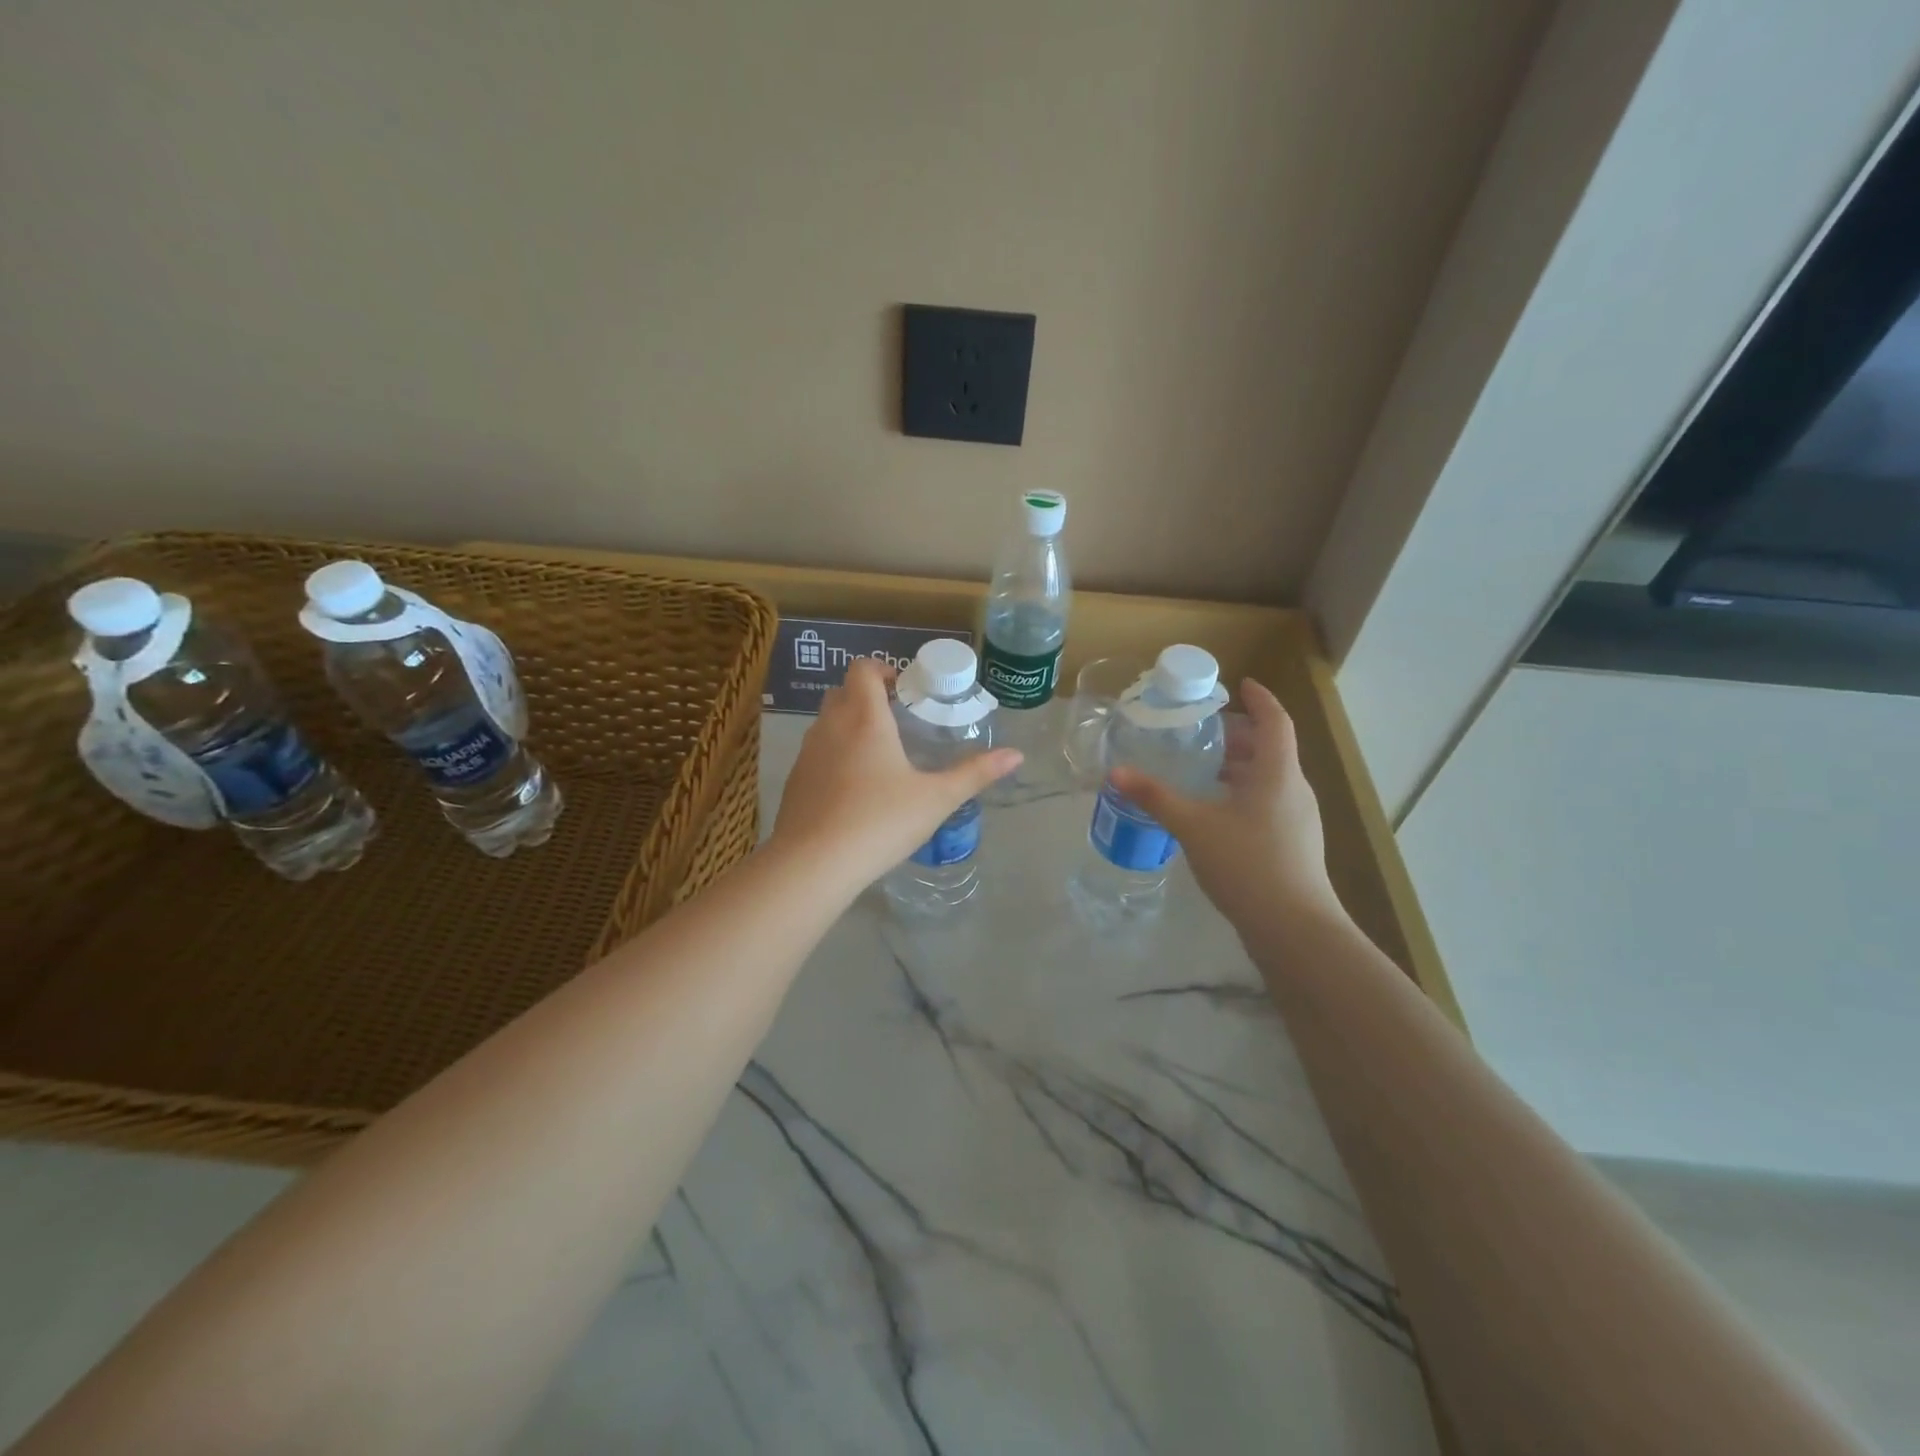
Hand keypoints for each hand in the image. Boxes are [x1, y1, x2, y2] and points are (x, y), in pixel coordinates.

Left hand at [771, 657, 1021, 891]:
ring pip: (826, 723)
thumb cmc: (880, 821)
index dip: (883, 670)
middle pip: (843, 692)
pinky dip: (834, 755)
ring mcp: (807, 754)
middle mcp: (830, 726)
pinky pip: (816, 753)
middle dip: (868, 696)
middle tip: (898, 719)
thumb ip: (975, 773)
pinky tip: (854, 789)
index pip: (863, 669)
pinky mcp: (795, 781)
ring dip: (849, 725)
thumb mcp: (936, 799)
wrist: (814, 864)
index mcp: (864, 719)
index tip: (905, 690)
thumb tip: (1017, 755)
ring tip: (880, 755)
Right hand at [1109, 678, 1344, 934]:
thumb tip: (1116, 772)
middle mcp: (1294, 790)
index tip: (1241, 684)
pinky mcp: (1293, 845)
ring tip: (1202, 770)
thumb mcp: (1194, 827)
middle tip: (1203, 732)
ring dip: (1240, 768)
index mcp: (1277, 774)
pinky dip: (1243, 795)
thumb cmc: (1247, 865)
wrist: (1294, 929)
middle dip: (1240, 737)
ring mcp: (1298, 820)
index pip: (1275, 721)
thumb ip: (1155, 797)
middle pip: (1270, 750)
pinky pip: (1268, 804)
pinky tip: (1215, 813)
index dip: (1260, 699)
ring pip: (1269, 779)